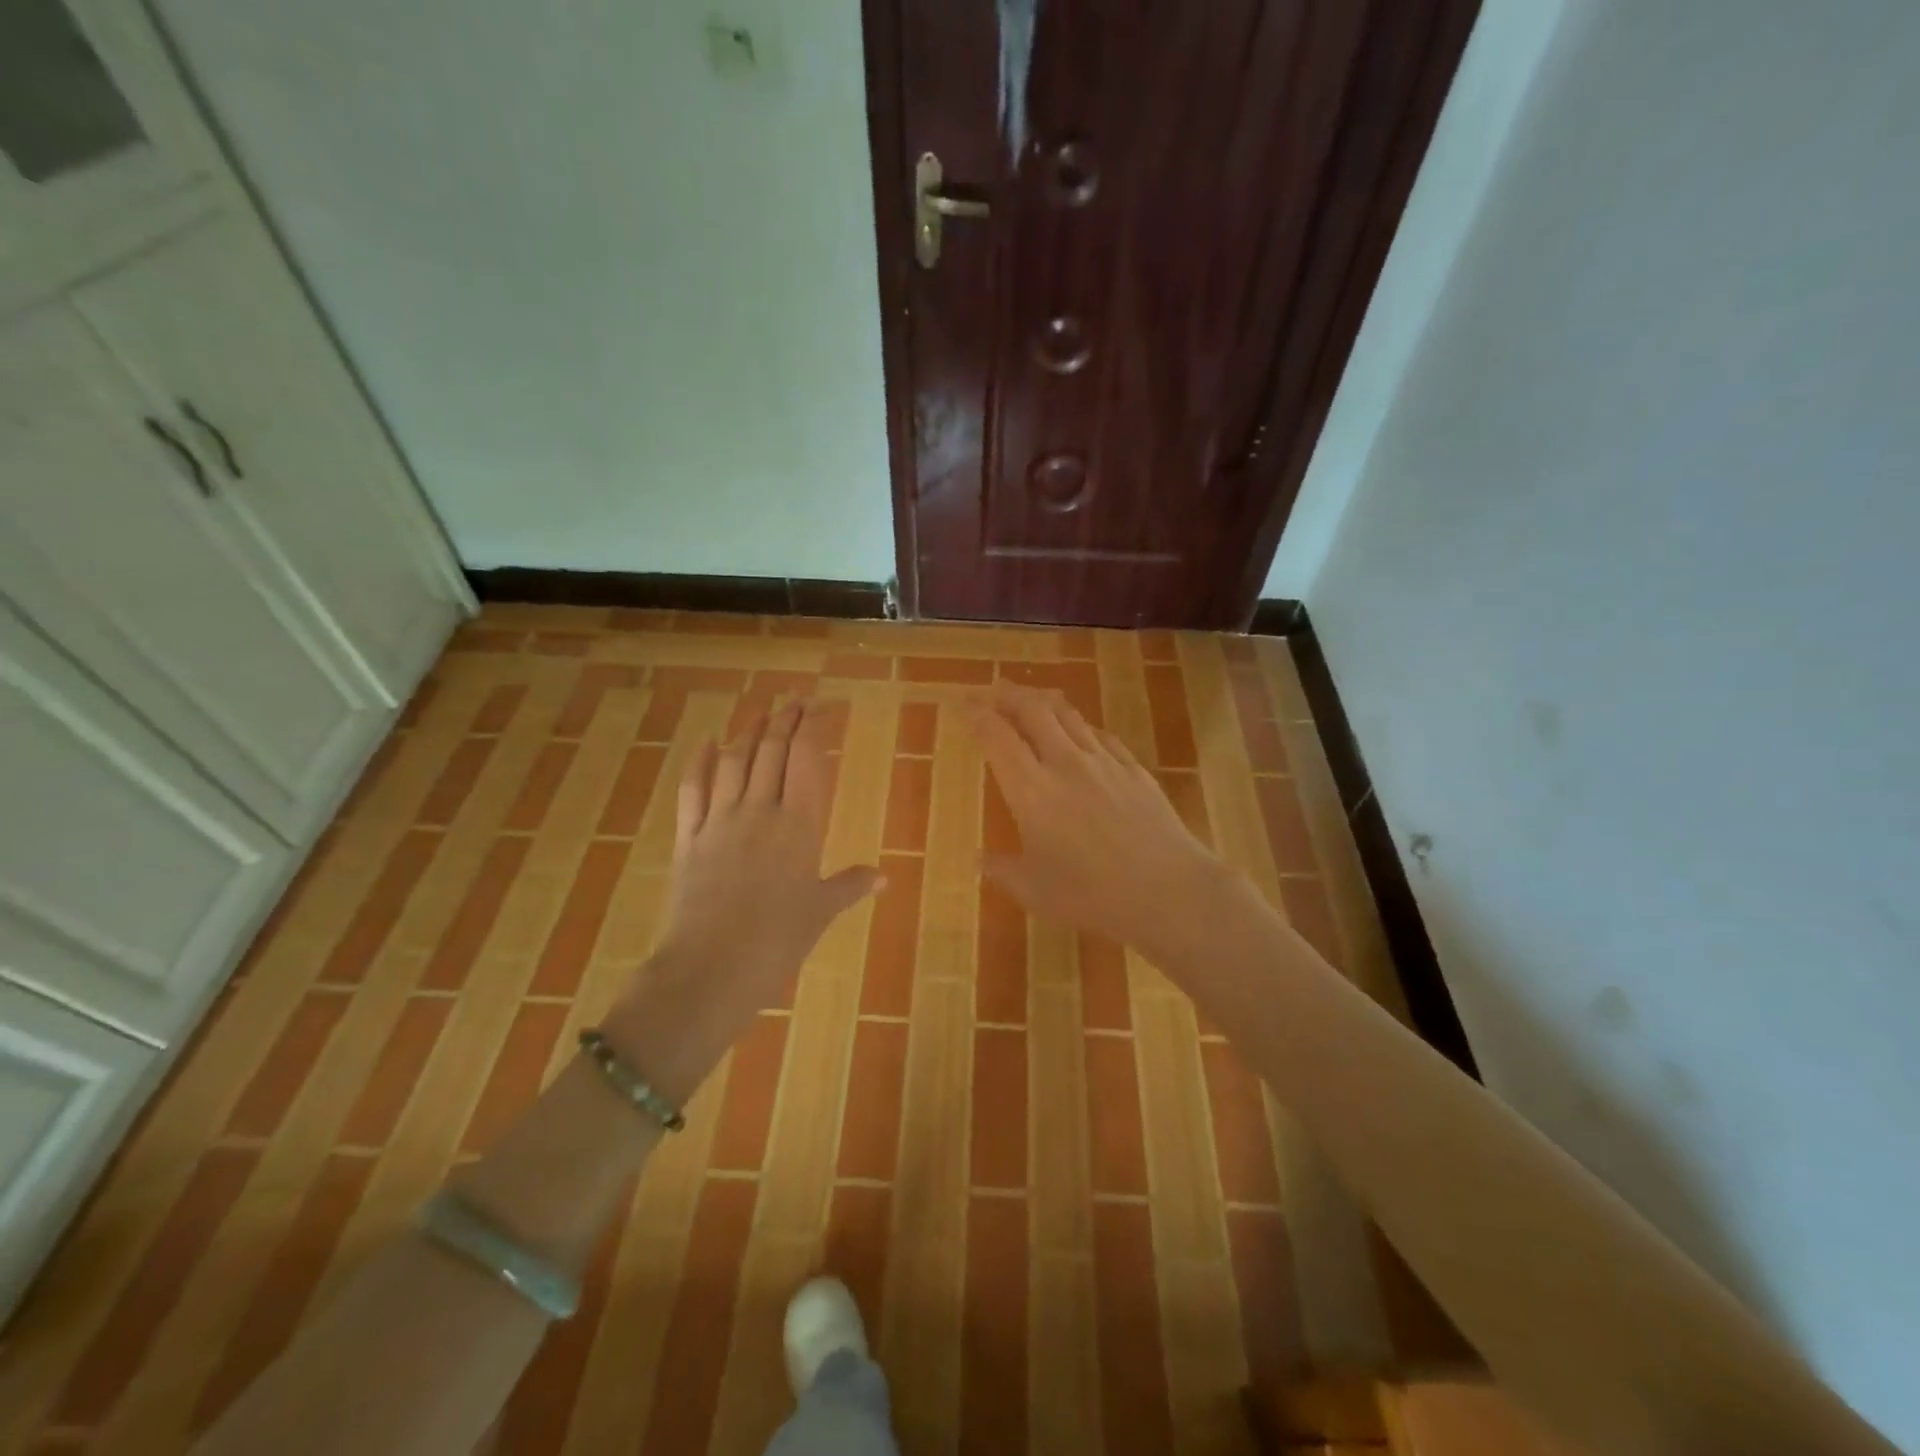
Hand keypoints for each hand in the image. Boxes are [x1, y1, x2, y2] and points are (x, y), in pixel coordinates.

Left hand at [617, 702, 880, 1093]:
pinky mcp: (689, 837)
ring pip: (735, 760)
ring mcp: (720, 820)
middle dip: (785, 718)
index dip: (812, 726)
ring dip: (749, 730)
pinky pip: (693, 789)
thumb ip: (850, 885)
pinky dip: (701, 761)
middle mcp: (759, 810)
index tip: (820, 704)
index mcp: (798, 824)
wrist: (710, 967)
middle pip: (771, 750)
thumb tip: (883, 877)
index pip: (806, 758)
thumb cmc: (778, 941)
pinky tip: (709, 742)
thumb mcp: (821, 912)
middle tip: (795, 697)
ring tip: (762, 711)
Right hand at [963, 685, 1238, 963]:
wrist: (1167, 889)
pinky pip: (1101, 735)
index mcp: (1031, 790)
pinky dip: (1081, 726)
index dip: (979, 715)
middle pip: (1033, 712)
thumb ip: (1003, 871)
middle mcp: (1065, 764)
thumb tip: (979, 860)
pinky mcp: (1134, 769)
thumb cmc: (1092, 895)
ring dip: (1045, 701)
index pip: (998, 738)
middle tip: (995, 689)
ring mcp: (1104, 762)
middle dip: (1010, 695)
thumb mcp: (1035, 891)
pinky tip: (1081, 731)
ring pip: (1069, 716)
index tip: (966, 704)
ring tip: (1033, 698)